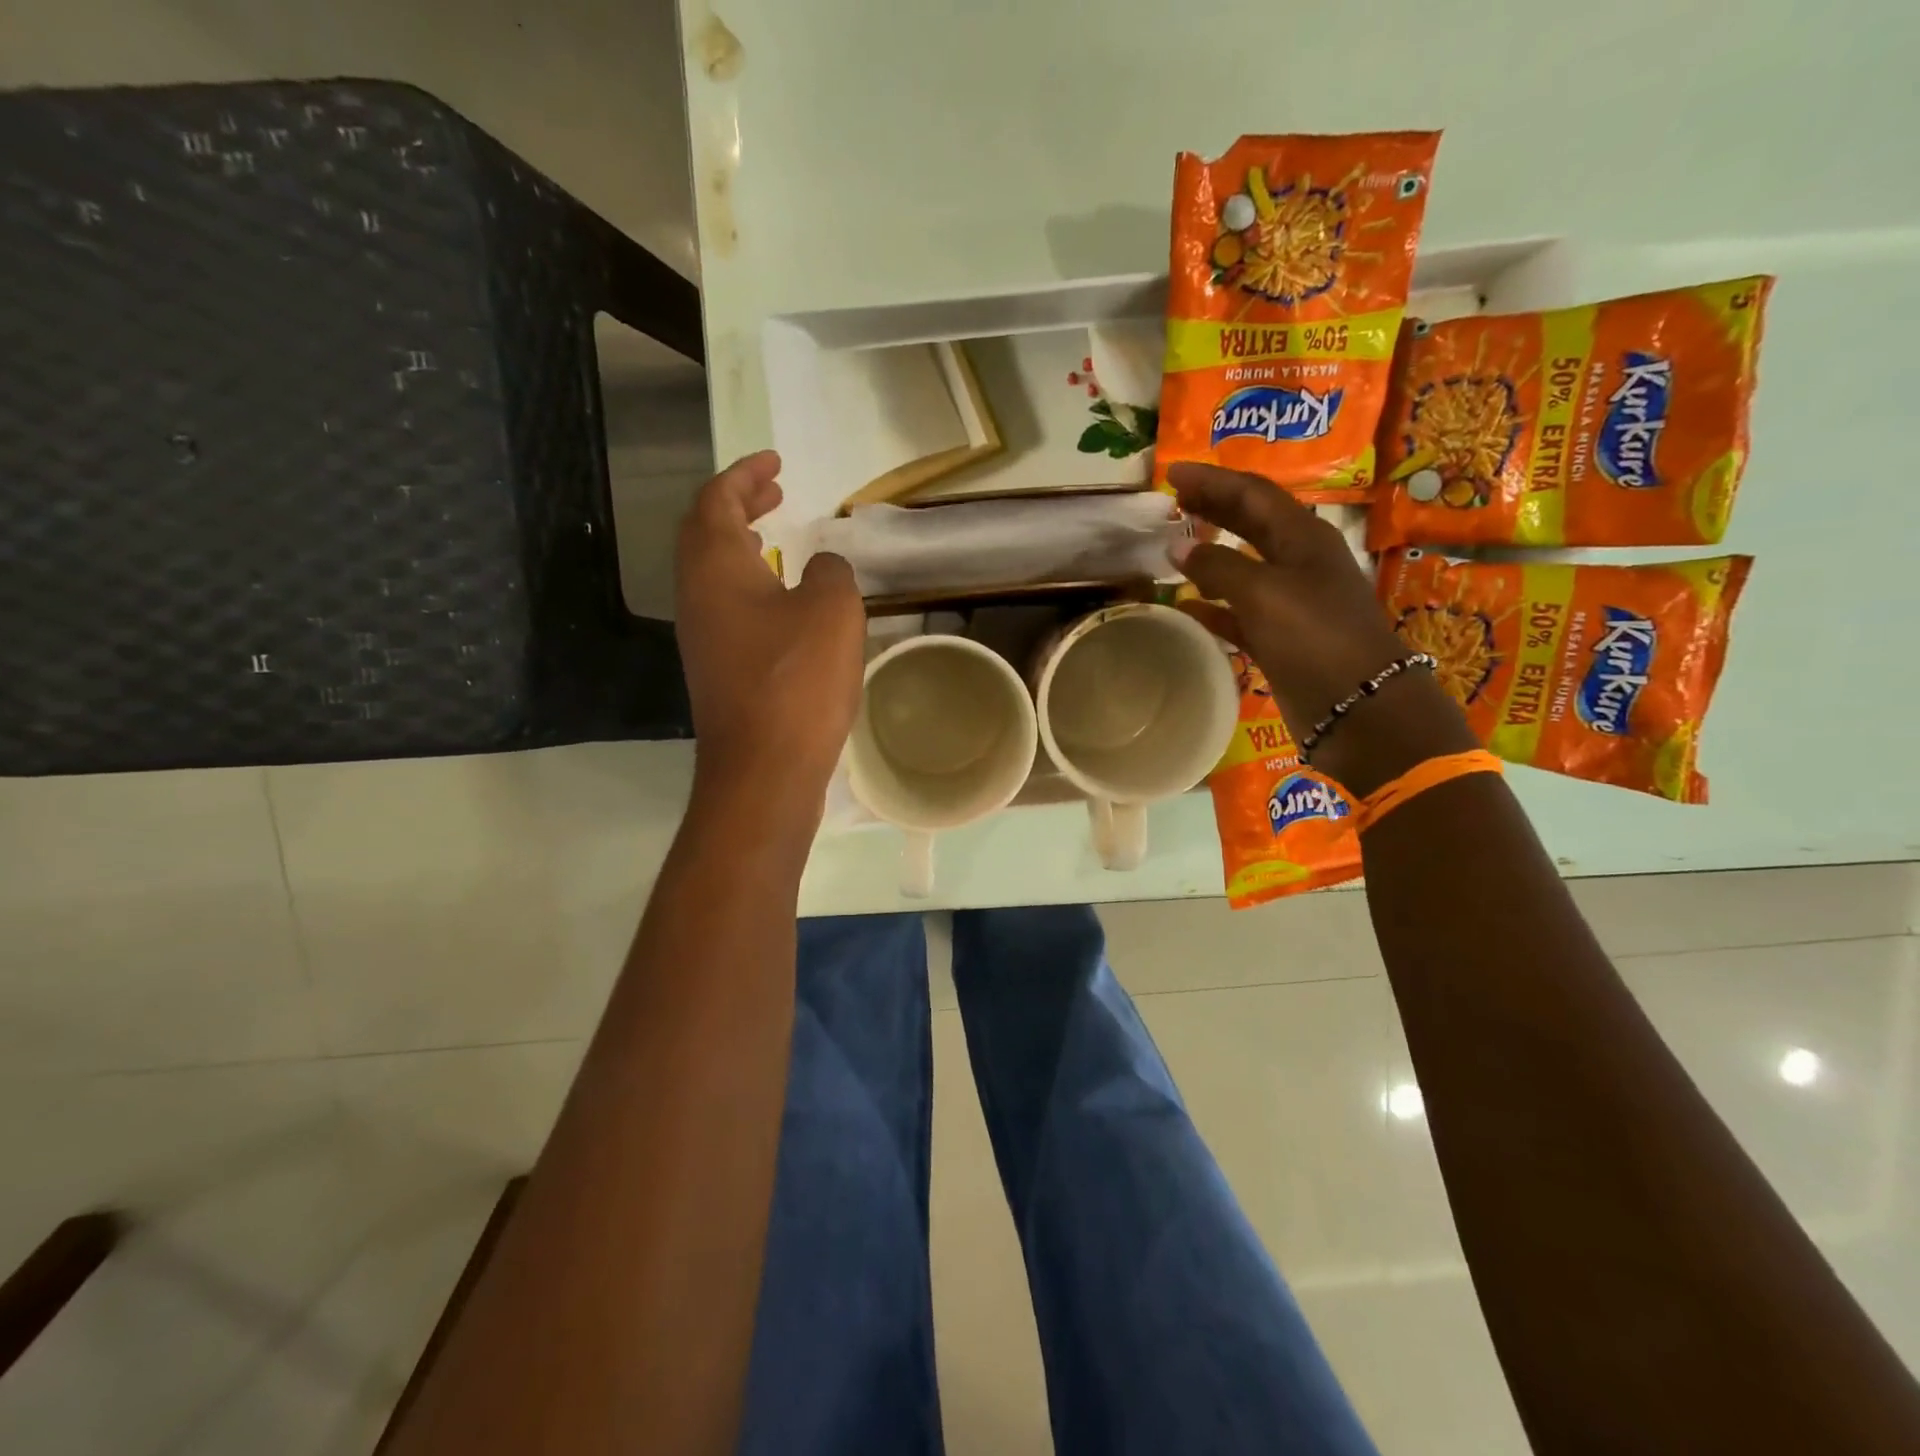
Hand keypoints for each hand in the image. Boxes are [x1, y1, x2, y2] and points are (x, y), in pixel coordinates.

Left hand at [674, 451, 863, 806]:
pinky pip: (725, 605)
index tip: (775, 462)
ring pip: (712, 571)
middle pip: (705, 532)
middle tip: (774, 490)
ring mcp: (702, 635)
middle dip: (738, 504)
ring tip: (773, 535)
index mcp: (715, 566)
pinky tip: (780, 600)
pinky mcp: (716, 668)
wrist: (764, 767)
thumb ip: (829, 572)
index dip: (744, 474)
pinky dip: (749, 584)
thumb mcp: (832, 610)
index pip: (717, 500)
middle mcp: (697, 594)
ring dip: (741, 545)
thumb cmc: (796, 678)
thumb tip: (820, 568)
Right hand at [1167, 462, 1474, 794]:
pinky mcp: (1280, 638)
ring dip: (1210, 554)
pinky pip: (1238, 612)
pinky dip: (1212, 604)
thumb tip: (1178, 546)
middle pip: (1250, 523)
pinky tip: (1185, 606)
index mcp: (1302, 538)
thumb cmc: (1315, 637)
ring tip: (1173, 546)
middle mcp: (1298, 563)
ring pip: (1242, 566)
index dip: (1212, 480)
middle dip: (1213, 508)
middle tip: (1172, 500)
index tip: (1171, 472)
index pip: (1252, 494)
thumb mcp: (1264, 593)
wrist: (1358, 706)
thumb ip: (1218, 565)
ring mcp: (1290, 602)